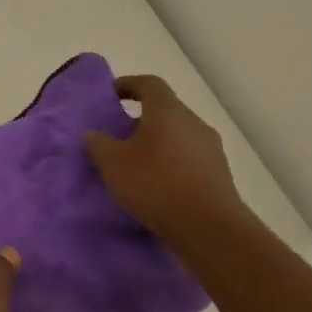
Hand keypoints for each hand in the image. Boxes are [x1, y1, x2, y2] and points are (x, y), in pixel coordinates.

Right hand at [84, 74, 245, 247]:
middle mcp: (194, 123)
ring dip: (156, 145)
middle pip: (165, 111)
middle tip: (117, 136)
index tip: (110, 95)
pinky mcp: (219, 175)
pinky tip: (156, 186)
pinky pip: (188, 160)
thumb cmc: (155, 184)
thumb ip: (98, 144)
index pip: (149, 84)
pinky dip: (170, 165)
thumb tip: (93, 134)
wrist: (208, 228)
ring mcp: (211, 150)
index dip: (128, 85)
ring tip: (134, 165)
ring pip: (177, 137)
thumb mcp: (112, 163)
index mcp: (168, 111)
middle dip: (140, 120)